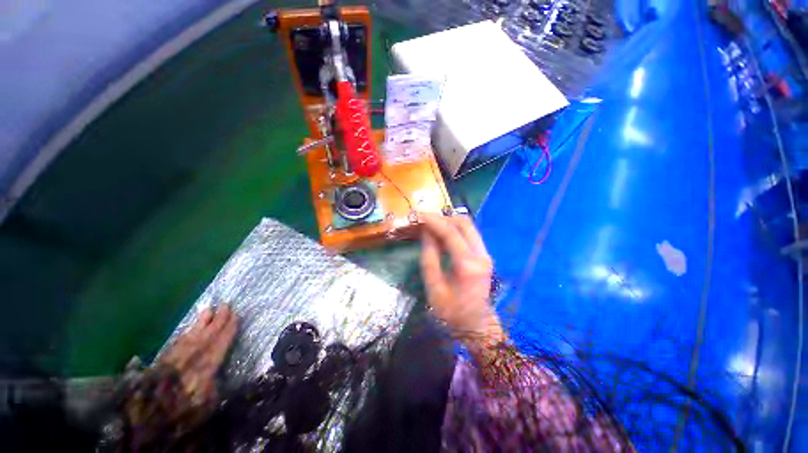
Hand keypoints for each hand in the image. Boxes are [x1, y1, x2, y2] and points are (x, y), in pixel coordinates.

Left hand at [160, 305, 237, 406]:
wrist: (146, 412)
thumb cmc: (181, 410)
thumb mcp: (205, 405)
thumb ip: (215, 388)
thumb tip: (221, 374)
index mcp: (207, 364)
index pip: (222, 341)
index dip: (229, 328)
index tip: (236, 315)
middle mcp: (194, 354)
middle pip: (209, 333)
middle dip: (219, 319)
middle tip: (226, 305)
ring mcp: (178, 355)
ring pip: (194, 333)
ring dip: (203, 321)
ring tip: (209, 310)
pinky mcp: (164, 358)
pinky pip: (180, 340)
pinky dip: (187, 332)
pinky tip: (189, 329)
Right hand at [419, 213, 504, 353]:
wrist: (477, 326)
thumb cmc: (452, 312)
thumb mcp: (434, 287)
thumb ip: (429, 257)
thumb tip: (426, 233)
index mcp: (468, 265)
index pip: (450, 232)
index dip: (433, 220)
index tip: (419, 213)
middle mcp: (481, 255)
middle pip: (464, 223)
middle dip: (443, 217)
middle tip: (424, 219)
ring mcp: (485, 254)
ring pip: (468, 226)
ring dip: (449, 222)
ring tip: (430, 224)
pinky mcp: (484, 255)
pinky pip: (469, 234)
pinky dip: (454, 229)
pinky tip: (441, 234)